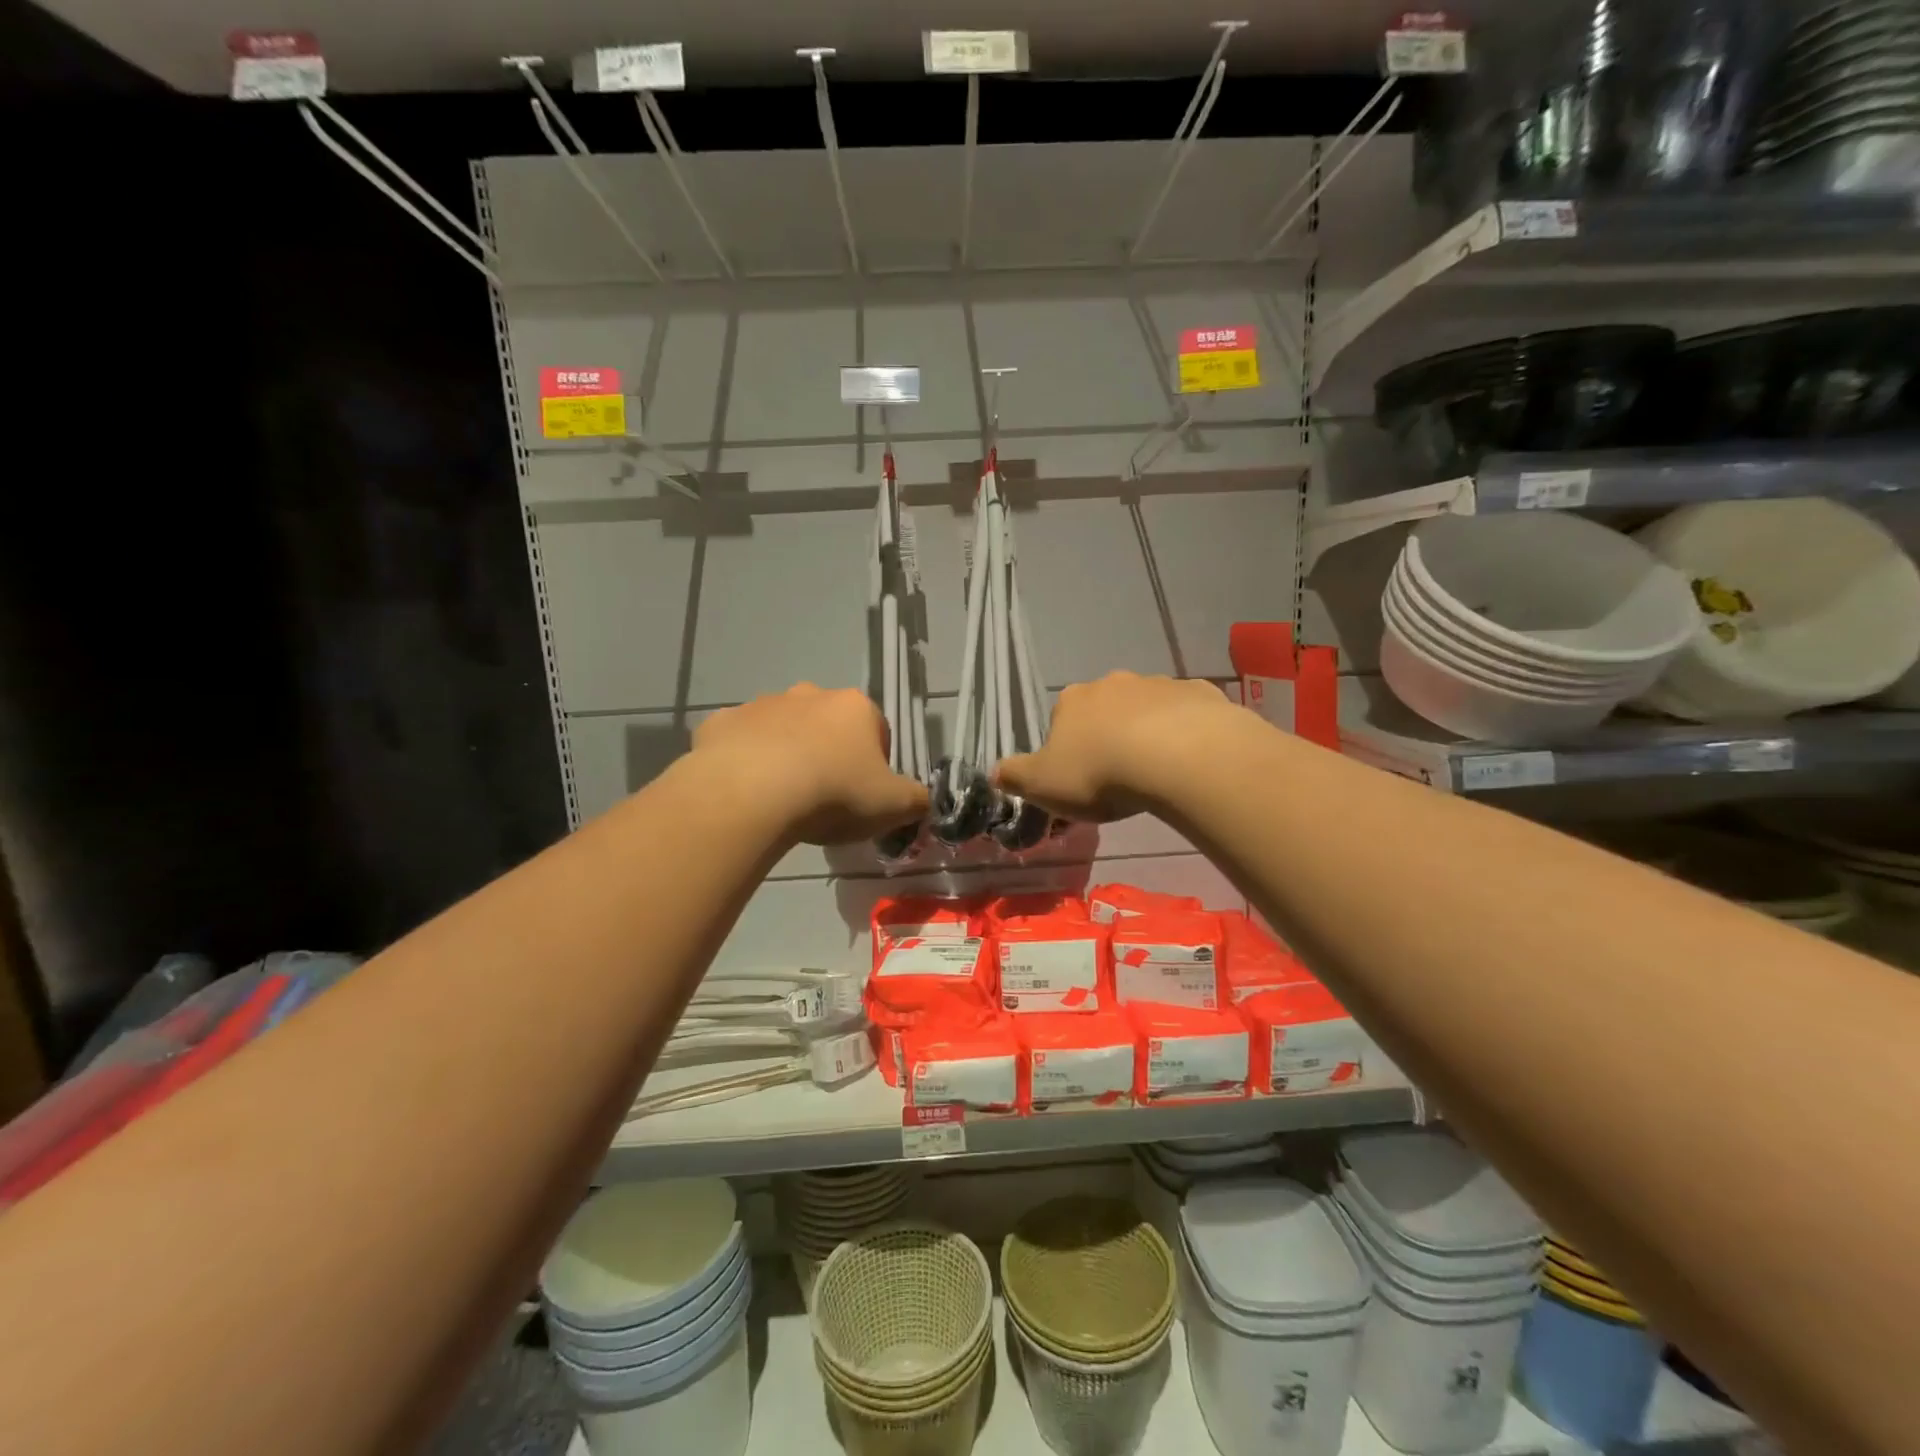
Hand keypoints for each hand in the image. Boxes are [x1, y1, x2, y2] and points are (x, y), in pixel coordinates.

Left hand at [693, 685, 928, 844]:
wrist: (751, 794)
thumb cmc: (834, 793)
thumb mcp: (894, 806)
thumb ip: (916, 799)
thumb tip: (921, 800)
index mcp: (854, 707)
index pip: (877, 730)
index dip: (876, 765)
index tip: (865, 796)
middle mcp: (809, 694)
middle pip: (827, 725)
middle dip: (828, 753)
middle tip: (824, 798)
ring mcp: (761, 705)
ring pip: (781, 730)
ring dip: (786, 755)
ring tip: (782, 799)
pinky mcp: (720, 723)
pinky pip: (739, 743)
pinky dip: (744, 762)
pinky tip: (746, 793)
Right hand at [994, 672, 1239, 821]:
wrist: (1177, 757)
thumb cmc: (1099, 773)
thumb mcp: (1043, 786)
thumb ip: (1015, 777)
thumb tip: (994, 772)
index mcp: (1072, 701)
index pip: (1061, 719)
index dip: (1068, 748)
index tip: (1079, 777)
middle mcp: (1112, 683)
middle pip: (1105, 709)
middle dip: (1109, 734)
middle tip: (1118, 776)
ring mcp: (1159, 684)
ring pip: (1148, 708)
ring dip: (1148, 731)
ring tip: (1157, 772)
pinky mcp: (1200, 693)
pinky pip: (1188, 713)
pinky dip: (1186, 731)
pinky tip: (1190, 760)